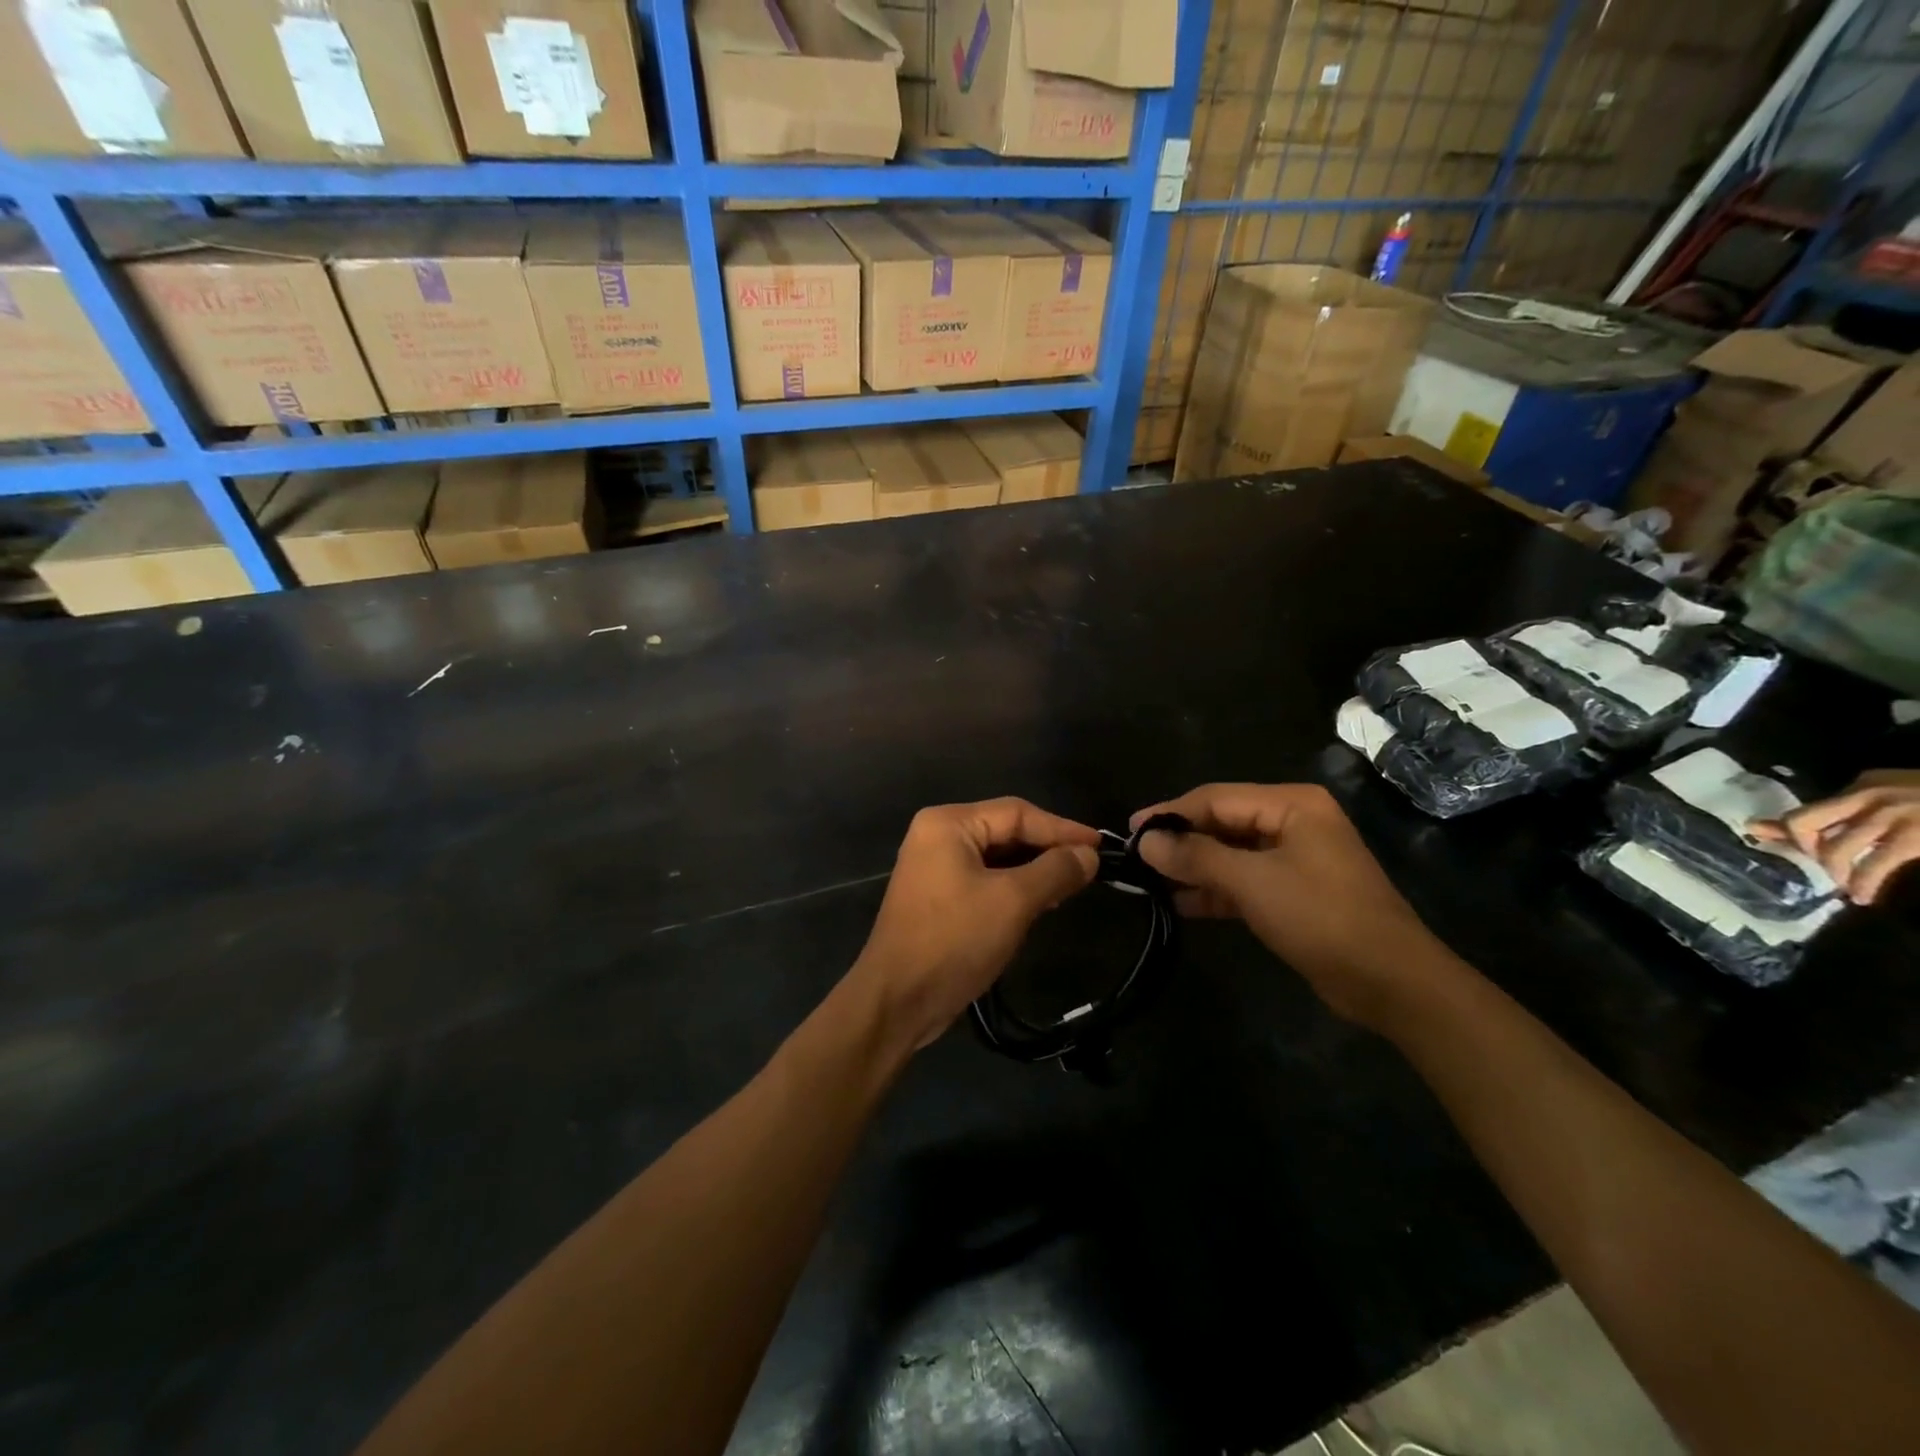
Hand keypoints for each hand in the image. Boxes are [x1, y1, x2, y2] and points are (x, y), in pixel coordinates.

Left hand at [852, 799, 1100, 1050]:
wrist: (897, 1000)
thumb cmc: (954, 941)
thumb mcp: (1013, 902)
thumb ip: (1055, 870)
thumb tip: (1089, 854)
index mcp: (948, 824)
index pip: (1017, 813)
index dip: (1062, 828)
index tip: (1101, 846)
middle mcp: (937, 836)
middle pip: (1005, 831)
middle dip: (1047, 850)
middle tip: (1089, 868)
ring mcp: (933, 867)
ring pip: (997, 858)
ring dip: (1033, 871)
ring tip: (1071, 887)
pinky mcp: (937, 897)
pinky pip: (984, 880)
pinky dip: (1013, 888)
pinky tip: (1041, 904)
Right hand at [1130, 784, 1447, 1029]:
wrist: (1390, 982)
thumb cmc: (1322, 917)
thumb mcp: (1253, 882)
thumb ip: (1196, 857)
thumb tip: (1145, 842)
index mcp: (1291, 804)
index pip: (1215, 798)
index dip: (1170, 813)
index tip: (1129, 831)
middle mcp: (1293, 823)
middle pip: (1221, 823)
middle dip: (1180, 841)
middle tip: (1135, 858)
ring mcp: (1294, 859)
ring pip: (1230, 854)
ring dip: (1192, 868)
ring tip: (1148, 881)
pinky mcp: (1293, 893)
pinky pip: (1243, 881)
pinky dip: (1213, 890)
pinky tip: (1179, 903)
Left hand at [1752, 770, 1919, 906]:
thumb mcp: (1893, 796)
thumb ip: (1847, 812)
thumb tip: (1776, 828)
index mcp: (1864, 785)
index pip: (1808, 810)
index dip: (1787, 833)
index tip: (1786, 850)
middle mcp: (1868, 794)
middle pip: (1803, 823)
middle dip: (1804, 849)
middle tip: (1822, 868)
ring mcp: (1893, 814)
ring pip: (1837, 847)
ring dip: (1836, 872)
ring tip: (1849, 889)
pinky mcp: (1916, 836)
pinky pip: (1876, 862)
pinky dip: (1865, 882)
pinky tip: (1865, 895)